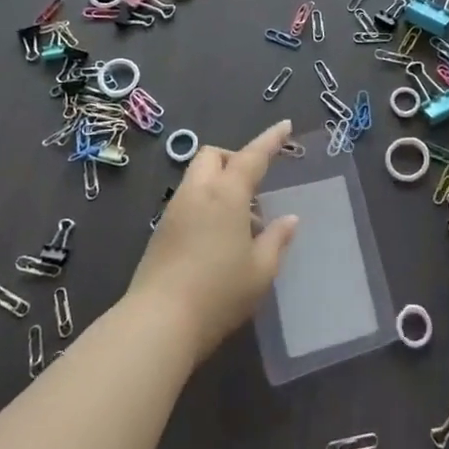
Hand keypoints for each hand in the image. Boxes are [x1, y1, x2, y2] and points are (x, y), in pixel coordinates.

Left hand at [125, 119, 298, 361]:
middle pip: (213, 156)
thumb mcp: (261, 271)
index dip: (271, 140)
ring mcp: (174, 211)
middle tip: (254, 185)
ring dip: (220, 184)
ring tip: (241, 221)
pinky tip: (218, 239)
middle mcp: (198, 193)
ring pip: (197, 178)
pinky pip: (188, 201)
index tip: (285, 126)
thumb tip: (289, 220)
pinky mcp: (161, 232)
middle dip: (234, 158)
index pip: (252, 156)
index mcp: (226, 194)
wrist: (158, 322)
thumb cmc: (219, 292)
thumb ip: (277, 240)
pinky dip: (206, 204)